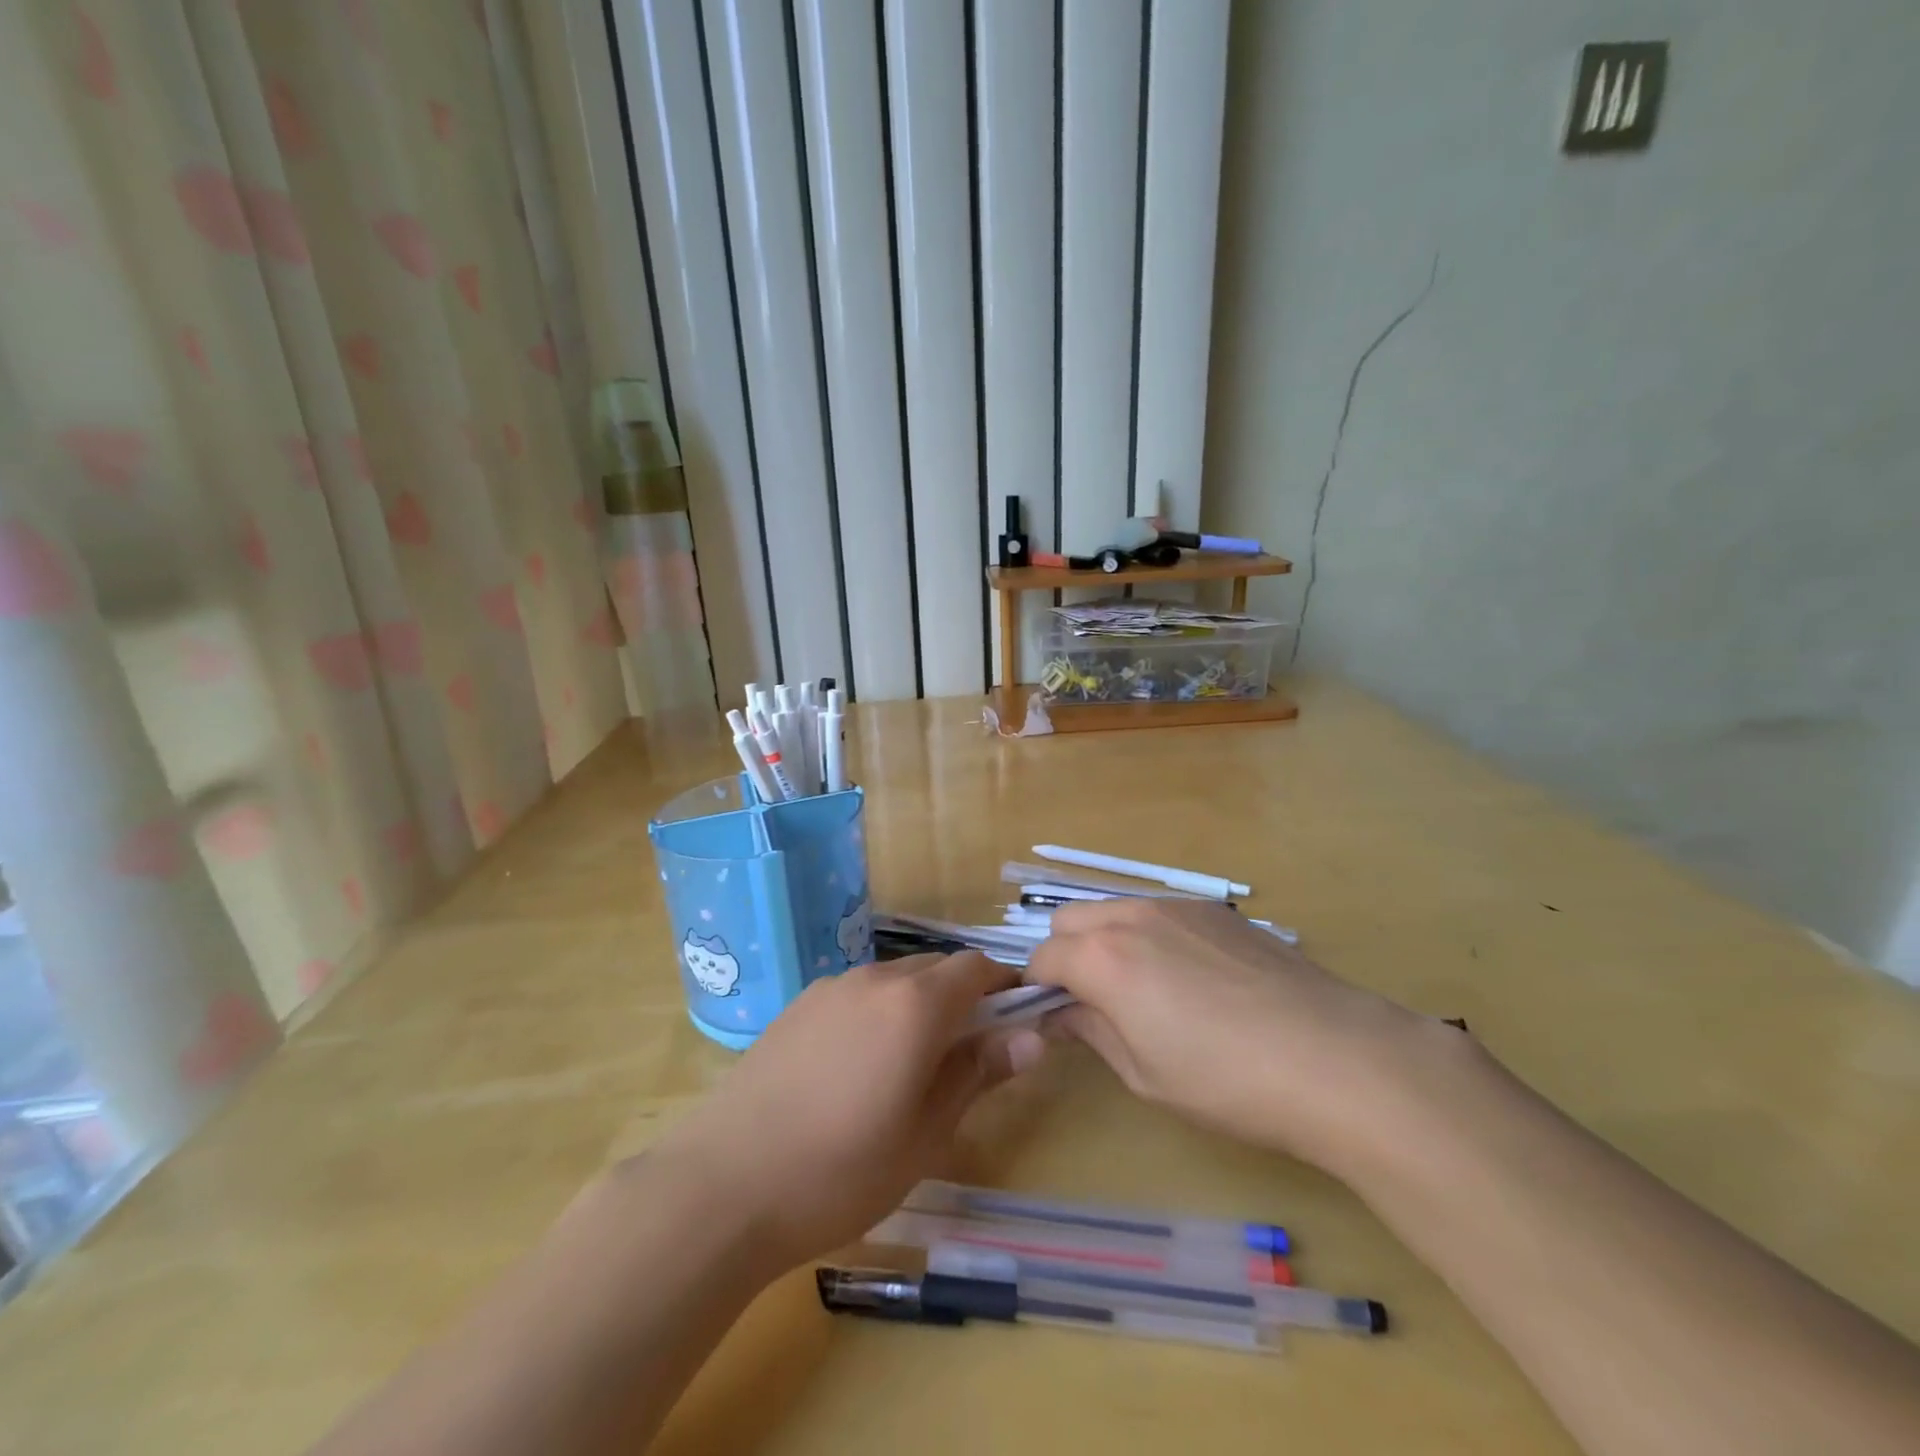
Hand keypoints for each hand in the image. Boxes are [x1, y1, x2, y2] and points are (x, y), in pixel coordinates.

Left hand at [645, 952, 1045, 1273]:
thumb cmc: (842, 1169)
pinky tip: (859, 1066)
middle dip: (962, 997)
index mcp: (915, 1004)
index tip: (1015, 1021)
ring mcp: (831, 988)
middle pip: (936, 968)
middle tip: (967, 1054)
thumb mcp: (926, 1133)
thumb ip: (979, 1073)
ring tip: (912, 1064)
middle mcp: (875, 979)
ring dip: (919, 1004)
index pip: (976, 968)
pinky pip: (857, 993)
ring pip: (894, 979)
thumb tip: (1033, 1037)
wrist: (724, 1184)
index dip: (1003, 987)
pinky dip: (878, 1011)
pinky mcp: (797, 1006)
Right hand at [1026, 899, 1437, 1176]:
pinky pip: (1162, 913)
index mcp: (1102, 958)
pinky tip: (1197, 981)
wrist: (1335, 1057)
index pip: (1042, 958)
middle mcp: (1132, 916)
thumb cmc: (1227, 1081)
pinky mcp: (1219, 910)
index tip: (1055, 1019)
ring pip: (1116, 910)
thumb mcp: (1144, 1073)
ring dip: (1108, 940)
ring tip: (1148, 990)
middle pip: (1070, 920)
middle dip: (1067, 955)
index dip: (1039, 989)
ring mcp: (1179, 906)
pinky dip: (1152, 935)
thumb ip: (1091, 1031)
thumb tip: (1063, 1012)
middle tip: (1096, 1002)